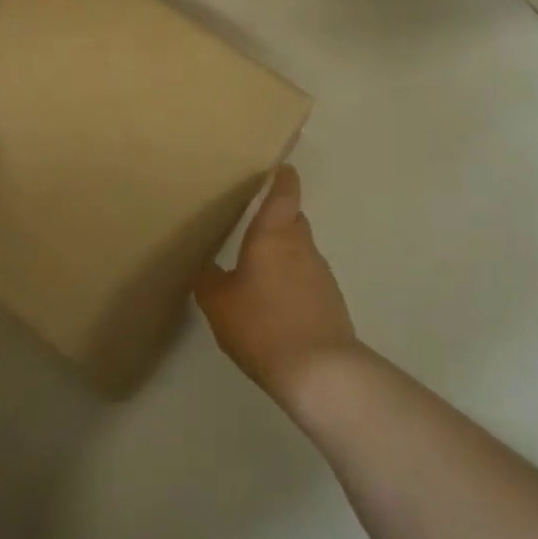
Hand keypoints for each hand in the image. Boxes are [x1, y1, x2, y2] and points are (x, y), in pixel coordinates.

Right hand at [195, 166, 358, 408]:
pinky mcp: (331, 300)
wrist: (319, 371)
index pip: (284, 193)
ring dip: (285, 252)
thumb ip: (209, 280)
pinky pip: (308, 278)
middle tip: (254, 222)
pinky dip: (294, 280)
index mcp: (273, 235)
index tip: (279, 167)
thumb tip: (206, 267)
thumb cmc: (262, 325)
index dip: (282, 177)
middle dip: (277, 217)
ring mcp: (321, 273)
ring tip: (261, 269)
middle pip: (292, 219)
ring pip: (301, 249)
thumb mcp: (219, 304)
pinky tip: (277, 303)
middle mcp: (301, 245)